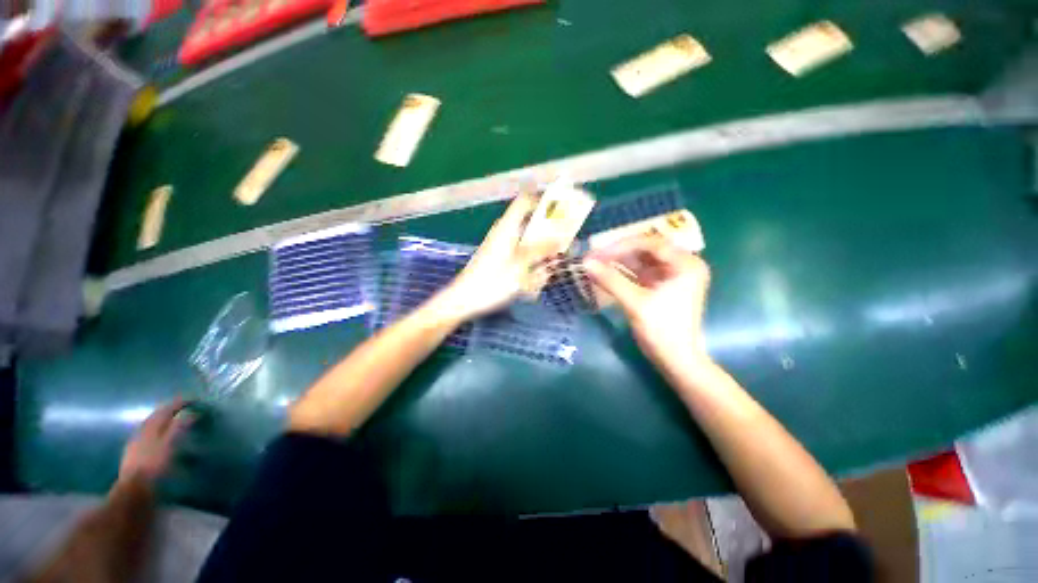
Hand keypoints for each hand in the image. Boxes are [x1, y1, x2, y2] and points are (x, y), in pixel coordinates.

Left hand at [119, 399, 191, 485]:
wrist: (134, 490)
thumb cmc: (155, 466)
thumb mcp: (170, 445)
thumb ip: (178, 427)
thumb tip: (190, 412)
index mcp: (151, 426)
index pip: (166, 409)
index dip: (179, 403)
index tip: (193, 399)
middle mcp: (142, 430)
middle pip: (156, 416)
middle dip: (170, 410)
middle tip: (185, 408)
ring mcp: (136, 442)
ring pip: (151, 425)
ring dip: (163, 421)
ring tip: (175, 421)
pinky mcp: (134, 453)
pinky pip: (148, 435)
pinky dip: (157, 431)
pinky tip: (161, 438)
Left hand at [439, 193, 554, 320]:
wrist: (465, 300)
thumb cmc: (492, 281)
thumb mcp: (521, 265)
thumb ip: (542, 250)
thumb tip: (562, 238)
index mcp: (507, 227)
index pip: (525, 201)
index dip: (543, 201)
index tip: (562, 211)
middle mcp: (505, 233)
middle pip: (531, 225)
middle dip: (548, 237)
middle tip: (562, 250)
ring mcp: (503, 248)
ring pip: (528, 244)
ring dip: (540, 255)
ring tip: (545, 272)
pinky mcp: (502, 261)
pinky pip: (522, 258)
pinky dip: (530, 266)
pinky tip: (532, 283)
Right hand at [585, 237, 711, 366]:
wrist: (676, 360)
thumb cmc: (662, 330)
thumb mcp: (636, 303)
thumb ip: (611, 280)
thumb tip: (585, 262)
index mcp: (685, 264)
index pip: (651, 243)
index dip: (622, 245)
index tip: (598, 252)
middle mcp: (680, 265)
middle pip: (644, 250)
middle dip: (617, 253)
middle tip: (593, 256)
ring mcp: (669, 276)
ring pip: (639, 261)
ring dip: (616, 262)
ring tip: (593, 263)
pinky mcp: (659, 287)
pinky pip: (637, 274)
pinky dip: (620, 273)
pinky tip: (603, 273)